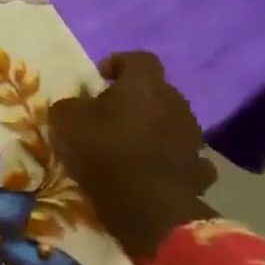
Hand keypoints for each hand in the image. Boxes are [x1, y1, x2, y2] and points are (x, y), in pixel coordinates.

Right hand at [48, 52, 215, 259]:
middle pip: (157, 91)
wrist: (147, 205)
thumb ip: (71, 104)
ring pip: (171, 122)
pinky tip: (150, 169)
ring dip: (152, 127)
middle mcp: (176, 104)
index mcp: (145, 86)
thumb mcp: (64, 120)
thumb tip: (79, 105)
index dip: (118, 64)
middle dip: (135, 99)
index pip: (139, 58)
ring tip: (128, 144)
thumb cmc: (102, 151)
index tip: (98, 80)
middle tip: (108, 114)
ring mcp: (194, 137)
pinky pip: (182, 154)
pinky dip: (168, 157)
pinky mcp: (200, 168)